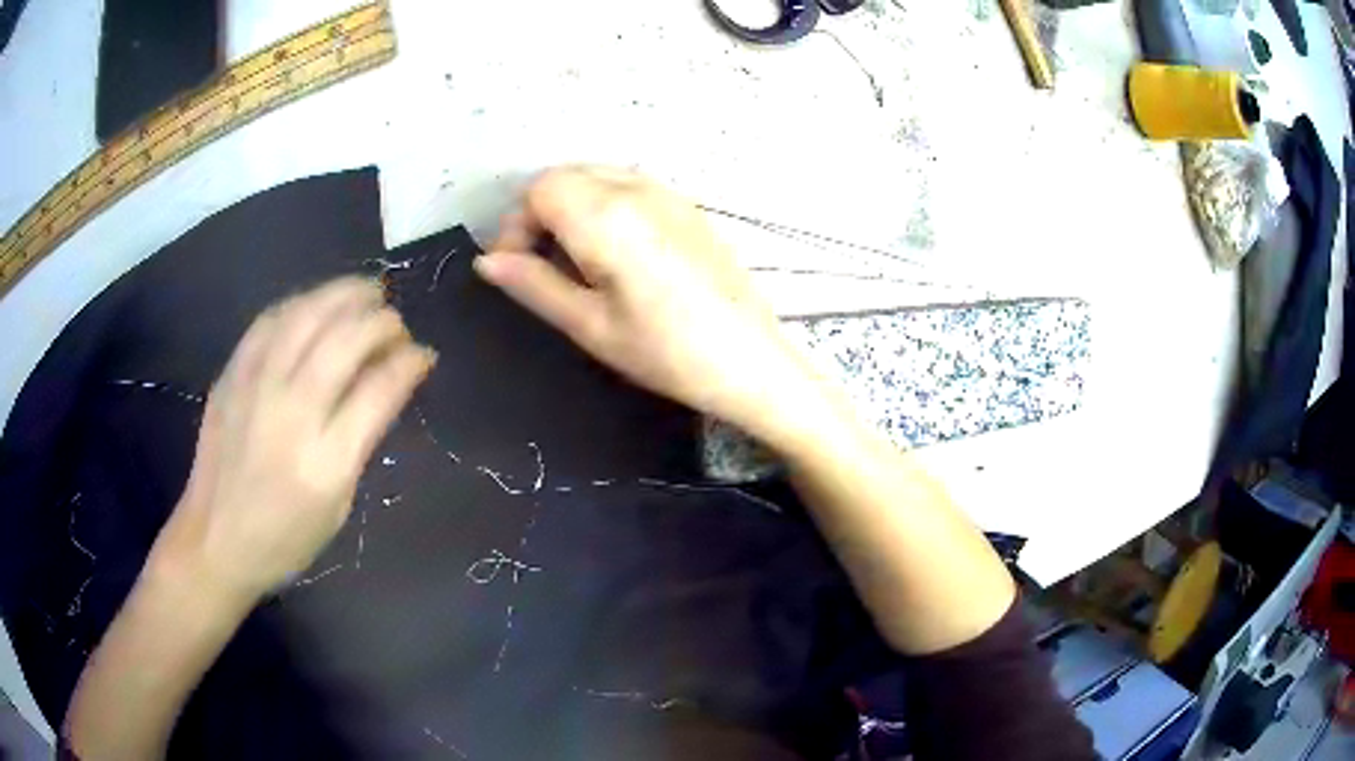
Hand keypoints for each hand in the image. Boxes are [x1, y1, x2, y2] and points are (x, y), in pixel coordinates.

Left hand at [152, 278, 435, 597]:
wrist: (215, 539)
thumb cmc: (286, 538)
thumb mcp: (339, 505)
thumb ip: (361, 441)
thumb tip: (387, 385)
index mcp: (325, 461)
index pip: (379, 389)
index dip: (409, 361)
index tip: (424, 354)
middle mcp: (290, 413)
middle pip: (345, 339)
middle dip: (382, 320)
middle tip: (397, 324)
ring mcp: (255, 387)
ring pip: (307, 315)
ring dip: (344, 294)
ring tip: (367, 293)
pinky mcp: (232, 375)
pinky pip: (270, 320)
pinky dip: (301, 303)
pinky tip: (316, 305)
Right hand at [476, 166, 817, 442]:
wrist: (750, 361)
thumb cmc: (665, 352)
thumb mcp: (589, 326)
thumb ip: (533, 285)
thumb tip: (486, 262)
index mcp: (606, 216)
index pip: (539, 189)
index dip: (516, 224)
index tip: (516, 267)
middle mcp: (637, 189)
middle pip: (566, 175)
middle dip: (540, 213)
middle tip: (540, 266)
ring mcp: (668, 193)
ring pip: (597, 176)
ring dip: (572, 207)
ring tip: (578, 263)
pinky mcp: (688, 207)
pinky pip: (630, 186)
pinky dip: (605, 206)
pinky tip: (617, 254)